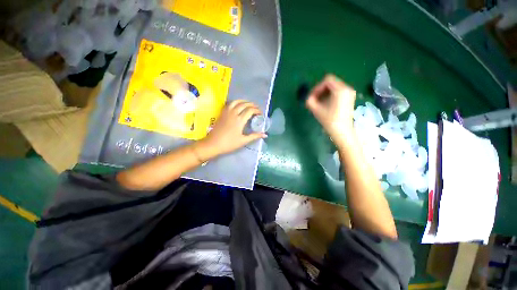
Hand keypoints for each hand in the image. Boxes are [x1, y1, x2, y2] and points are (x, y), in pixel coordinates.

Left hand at [196, 100, 266, 158]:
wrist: (213, 144)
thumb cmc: (229, 144)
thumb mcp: (243, 141)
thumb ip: (254, 136)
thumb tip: (265, 134)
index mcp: (240, 120)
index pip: (250, 110)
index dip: (257, 110)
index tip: (260, 114)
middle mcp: (233, 113)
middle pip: (244, 104)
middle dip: (252, 105)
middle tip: (256, 108)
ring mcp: (226, 112)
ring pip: (236, 102)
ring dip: (243, 101)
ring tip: (248, 104)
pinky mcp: (222, 113)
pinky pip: (229, 104)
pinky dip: (235, 102)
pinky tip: (237, 105)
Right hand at [306, 75, 356, 147]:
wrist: (342, 132)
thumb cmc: (329, 121)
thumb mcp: (316, 110)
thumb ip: (310, 100)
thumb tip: (309, 97)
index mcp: (340, 90)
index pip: (327, 80)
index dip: (317, 87)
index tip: (312, 97)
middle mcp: (347, 88)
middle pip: (331, 82)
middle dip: (320, 90)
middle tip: (314, 99)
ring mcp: (350, 93)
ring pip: (334, 87)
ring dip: (325, 93)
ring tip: (319, 103)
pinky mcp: (350, 98)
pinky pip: (338, 91)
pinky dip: (330, 95)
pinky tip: (326, 104)